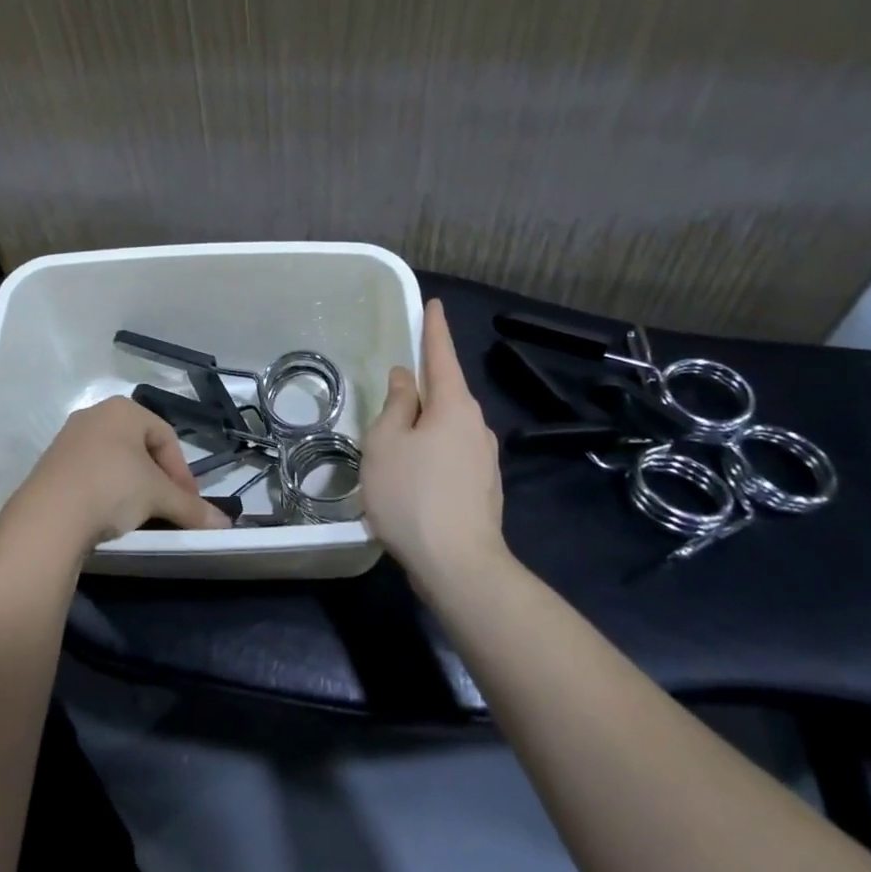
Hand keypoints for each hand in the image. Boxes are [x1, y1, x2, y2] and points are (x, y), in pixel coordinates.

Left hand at [0, 396, 231, 553]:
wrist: (49, 517)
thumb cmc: (113, 488)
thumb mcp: (159, 497)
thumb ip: (192, 508)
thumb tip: (225, 526)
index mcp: (123, 409)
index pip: (166, 437)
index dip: (183, 473)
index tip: (190, 504)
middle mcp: (95, 415)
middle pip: (140, 448)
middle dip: (159, 479)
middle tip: (168, 508)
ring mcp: (69, 439)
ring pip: (115, 461)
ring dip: (133, 487)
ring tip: (141, 516)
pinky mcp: (51, 464)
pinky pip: (91, 474)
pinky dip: (107, 492)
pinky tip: (110, 517)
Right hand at [362, 299, 513, 590]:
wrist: (460, 566)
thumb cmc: (412, 495)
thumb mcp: (386, 443)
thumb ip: (395, 405)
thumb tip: (405, 379)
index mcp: (453, 406)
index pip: (442, 355)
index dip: (434, 329)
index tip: (434, 305)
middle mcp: (476, 426)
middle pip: (445, 393)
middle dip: (421, 386)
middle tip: (392, 389)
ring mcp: (484, 459)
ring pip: (447, 427)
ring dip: (423, 424)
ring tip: (392, 443)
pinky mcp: (482, 488)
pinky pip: (451, 454)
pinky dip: (430, 451)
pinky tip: (411, 476)